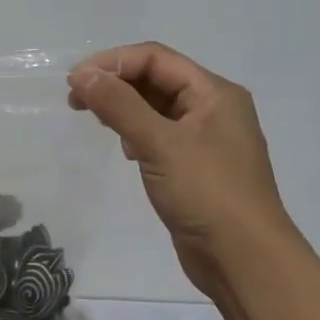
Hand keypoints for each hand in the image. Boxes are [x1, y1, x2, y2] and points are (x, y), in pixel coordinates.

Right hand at [68, 42, 291, 299]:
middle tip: (75, 100)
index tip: (75, 81)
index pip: (156, 58)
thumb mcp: (160, 143)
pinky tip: (124, 149)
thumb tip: (83, 74)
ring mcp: (206, 140)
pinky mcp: (196, 168)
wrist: (244, 260)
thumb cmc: (207, 193)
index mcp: (214, 93)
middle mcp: (213, 109)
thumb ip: (120, 105)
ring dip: (123, 107)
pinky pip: (160, 135)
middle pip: (156, 79)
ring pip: (156, 108)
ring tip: (93, 119)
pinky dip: (136, 133)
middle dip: (115, 83)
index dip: (113, 62)